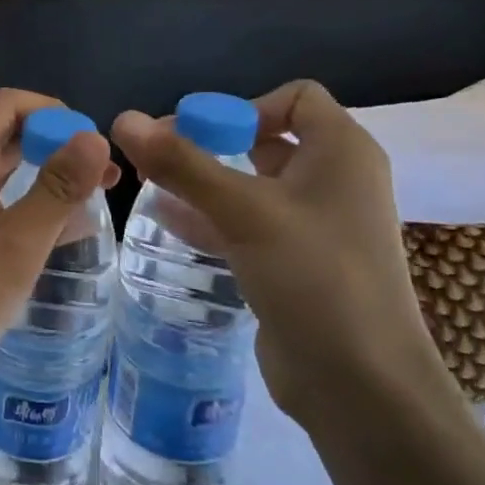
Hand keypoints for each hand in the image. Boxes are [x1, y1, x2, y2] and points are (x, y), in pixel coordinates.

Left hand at [0, 89, 117, 414]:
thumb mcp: (17, 244)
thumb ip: (57, 189)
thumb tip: (95, 137)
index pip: (9, 104)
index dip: (54, 113)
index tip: (92, 146)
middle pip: (8, 134)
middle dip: (57, 146)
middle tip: (105, 176)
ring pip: (3, 171)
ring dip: (45, 178)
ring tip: (94, 203)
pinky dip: (27, 206)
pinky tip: (60, 234)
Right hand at [112, 80, 457, 437]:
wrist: (361, 386)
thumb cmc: (315, 278)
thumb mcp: (244, 211)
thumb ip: (181, 163)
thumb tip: (123, 118)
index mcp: (342, 152)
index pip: (296, 98)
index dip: (244, 106)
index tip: (198, 134)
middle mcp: (334, 181)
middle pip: (266, 139)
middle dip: (210, 143)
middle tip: (157, 157)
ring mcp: (315, 225)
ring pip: (252, 184)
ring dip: (203, 181)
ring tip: (148, 185)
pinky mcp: (295, 263)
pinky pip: (248, 224)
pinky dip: (210, 216)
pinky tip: (164, 220)